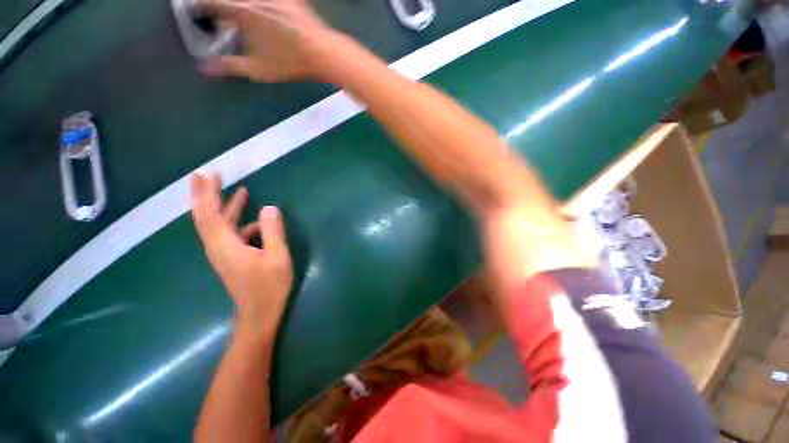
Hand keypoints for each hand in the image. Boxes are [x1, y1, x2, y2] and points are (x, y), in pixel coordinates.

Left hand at [191, 173, 293, 336]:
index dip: (207, 193)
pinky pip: (231, 234)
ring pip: (218, 225)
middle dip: (205, 195)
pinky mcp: (231, 258)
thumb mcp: (277, 257)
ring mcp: (223, 253)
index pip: (209, 214)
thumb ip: (273, 231)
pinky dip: (241, 223)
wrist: (259, 314)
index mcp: (226, 245)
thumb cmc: (269, 287)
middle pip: (205, 217)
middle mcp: (218, 247)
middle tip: (207, 174)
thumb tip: (269, 207)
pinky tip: (258, 223)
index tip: (208, 174)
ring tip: (240, 191)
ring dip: (226, 207)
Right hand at [199, 0, 335, 81]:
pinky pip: (269, 1)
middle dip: (219, 8)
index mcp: (241, 9)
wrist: (323, 53)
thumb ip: (230, 66)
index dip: (200, 8)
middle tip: (218, 18)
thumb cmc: (290, 62)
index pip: (211, 3)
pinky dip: (257, 6)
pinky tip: (259, 13)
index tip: (197, 14)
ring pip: (247, 0)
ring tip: (237, 18)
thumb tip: (204, 68)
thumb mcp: (258, 69)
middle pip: (229, 0)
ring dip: (238, 7)